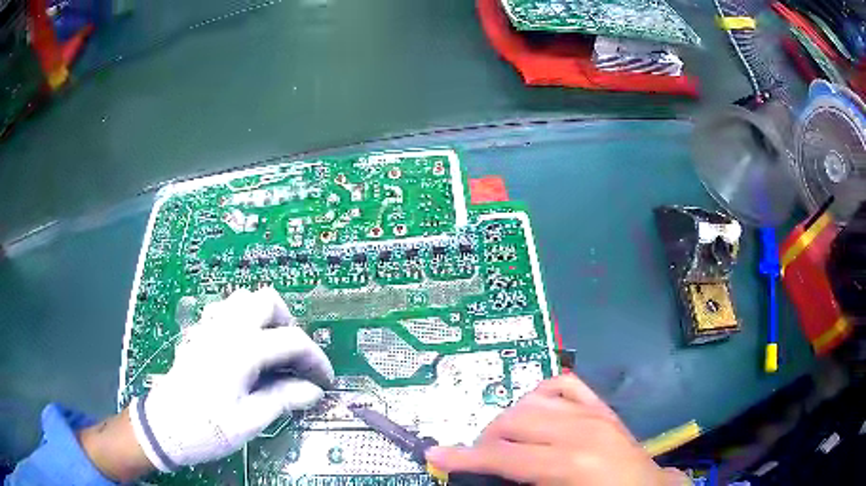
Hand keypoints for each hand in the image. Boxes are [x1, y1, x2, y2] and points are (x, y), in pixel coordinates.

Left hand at [129, 287, 333, 471]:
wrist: (164, 427)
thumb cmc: (206, 427)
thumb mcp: (250, 421)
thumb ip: (283, 400)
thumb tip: (313, 391)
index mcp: (242, 350)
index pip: (292, 340)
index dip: (315, 360)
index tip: (323, 381)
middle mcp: (226, 329)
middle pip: (268, 300)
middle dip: (289, 325)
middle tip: (293, 359)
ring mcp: (209, 327)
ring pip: (244, 298)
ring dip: (264, 318)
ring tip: (269, 351)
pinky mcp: (199, 333)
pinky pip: (225, 310)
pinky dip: (243, 320)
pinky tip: (243, 348)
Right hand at [425, 374, 687, 485]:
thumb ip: (520, 484)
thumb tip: (490, 472)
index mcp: (568, 463)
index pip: (503, 455)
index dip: (465, 457)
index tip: (436, 454)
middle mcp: (579, 430)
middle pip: (513, 421)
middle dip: (486, 439)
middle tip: (479, 457)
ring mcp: (593, 413)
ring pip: (532, 400)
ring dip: (509, 418)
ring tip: (506, 439)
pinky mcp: (601, 407)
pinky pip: (563, 385)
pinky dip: (541, 393)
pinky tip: (535, 410)